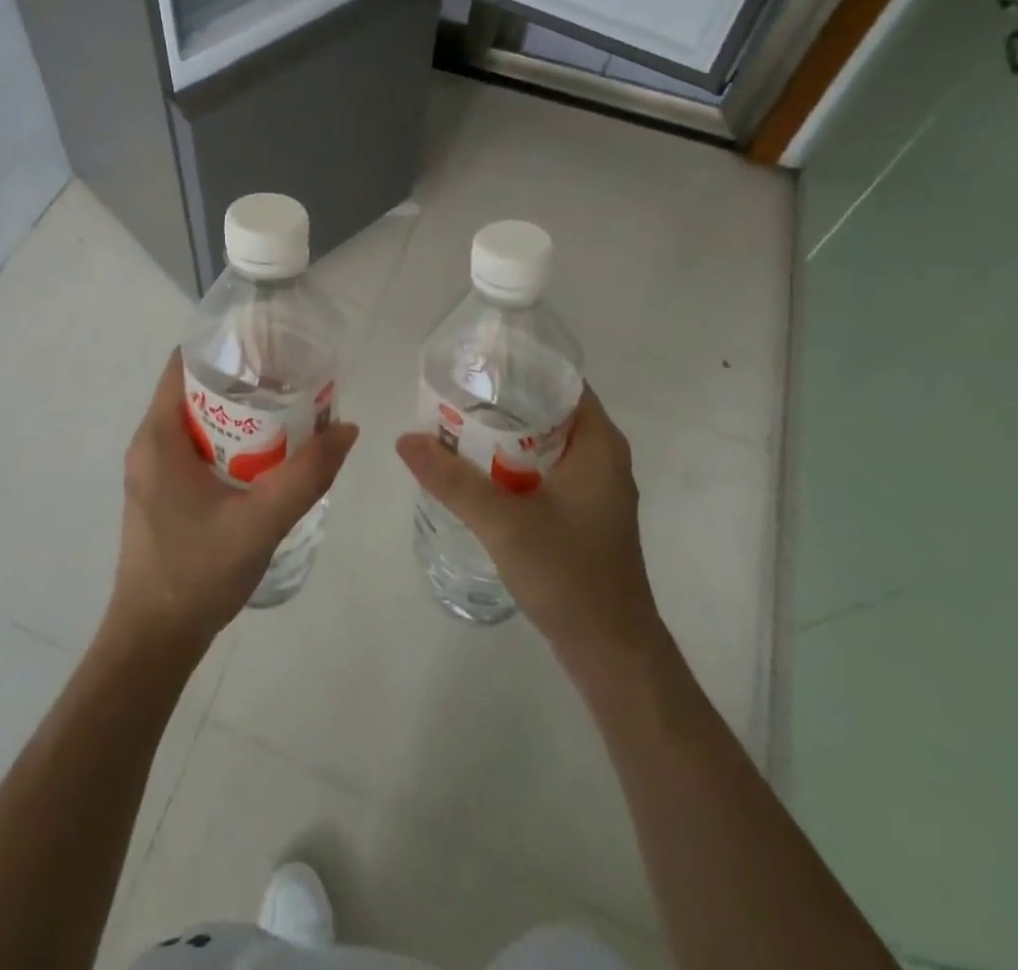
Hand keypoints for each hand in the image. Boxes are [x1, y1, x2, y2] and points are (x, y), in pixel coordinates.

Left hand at [111, 350, 358, 650]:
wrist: (153, 641)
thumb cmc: (198, 573)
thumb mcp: (261, 521)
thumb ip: (307, 475)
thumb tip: (346, 428)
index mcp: (158, 437)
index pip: (184, 364)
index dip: (225, 346)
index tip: (269, 345)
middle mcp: (148, 445)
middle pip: (194, 390)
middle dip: (242, 380)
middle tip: (291, 379)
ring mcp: (152, 472)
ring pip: (197, 422)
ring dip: (238, 414)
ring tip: (287, 412)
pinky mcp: (161, 494)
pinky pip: (195, 449)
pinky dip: (229, 441)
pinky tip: (265, 458)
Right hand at [396, 387, 659, 662]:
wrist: (612, 653)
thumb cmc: (570, 575)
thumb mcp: (504, 523)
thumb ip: (452, 480)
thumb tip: (405, 439)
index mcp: (599, 444)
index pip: (561, 381)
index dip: (519, 367)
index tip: (475, 364)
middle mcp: (601, 457)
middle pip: (548, 411)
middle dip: (501, 402)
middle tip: (452, 395)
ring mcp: (594, 488)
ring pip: (543, 444)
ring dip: (504, 436)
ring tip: (455, 426)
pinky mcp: (582, 514)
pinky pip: (544, 471)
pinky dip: (512, 465)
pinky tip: (477, 473)